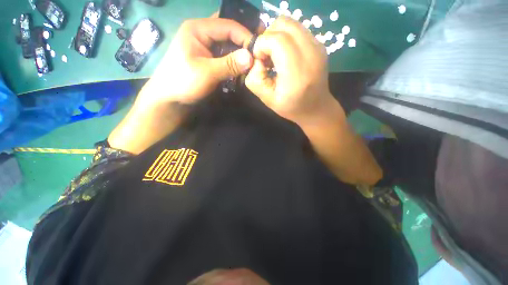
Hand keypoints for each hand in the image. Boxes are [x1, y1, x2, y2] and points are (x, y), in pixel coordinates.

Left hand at [142, 16, 255, 104]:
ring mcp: (206, 47)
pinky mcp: (209, 59)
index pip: (228, 25)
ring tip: (255, 61)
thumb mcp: (207, 73)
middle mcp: (203, 33)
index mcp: (198, 29)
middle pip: (229, 32)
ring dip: (241, 53)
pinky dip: (235, 61)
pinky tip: (243, 68)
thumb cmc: (183, 82)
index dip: (245, 36)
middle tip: (260, 51)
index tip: (259, 50)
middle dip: (245, 42)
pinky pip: (226, 56)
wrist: (170, 99)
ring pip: (229, 45)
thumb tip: (251, 57)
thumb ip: (229, 64)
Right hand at [246, 16, 332, 123]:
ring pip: (291, 23)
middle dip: (267, 36)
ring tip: (275, 54)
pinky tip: (285, 54)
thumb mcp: (267, 99)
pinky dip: (286, 37)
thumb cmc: (291, 107)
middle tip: (266, 55)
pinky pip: (298, 30)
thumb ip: (255, 79)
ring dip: (276, 35)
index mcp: (297, 73)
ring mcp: (318, 47)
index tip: (259, 59)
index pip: (276, 40)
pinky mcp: (320, 45)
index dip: (261, 45)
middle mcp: (311, 55)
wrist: (316, 108)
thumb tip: (256, 59)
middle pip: (283, 25)